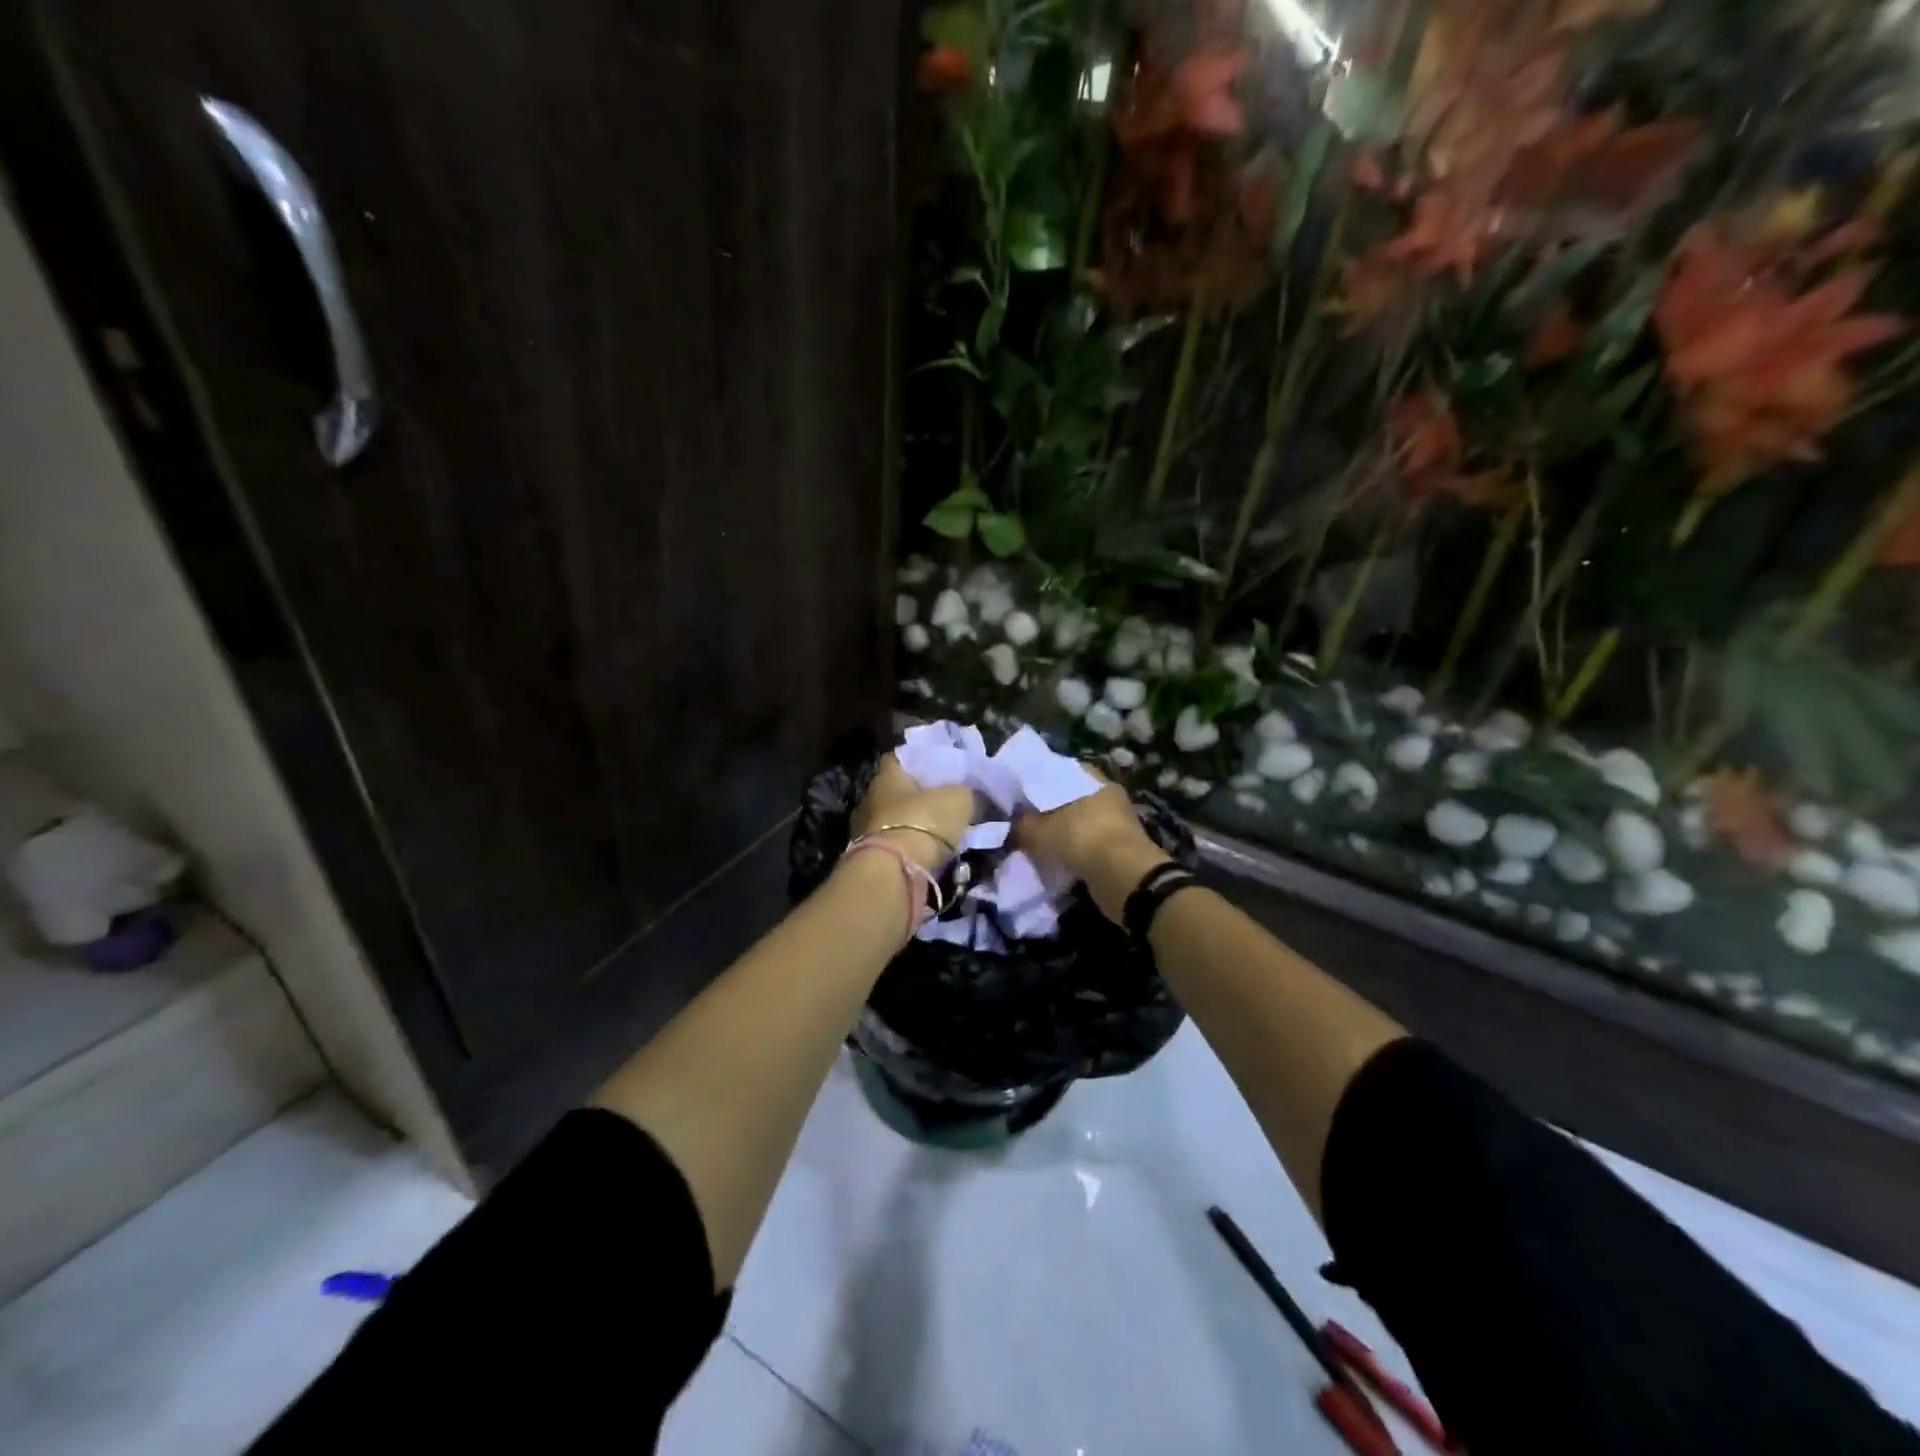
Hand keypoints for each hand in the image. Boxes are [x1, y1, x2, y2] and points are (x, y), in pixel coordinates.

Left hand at [851, 754, 974, 870]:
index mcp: (887, 775)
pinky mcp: (871, 858)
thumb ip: (965, 792)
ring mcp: (866, 830)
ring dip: (916, 826)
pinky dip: (912, 850)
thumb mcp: (958, 800)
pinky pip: (896, 847)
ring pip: (897, 821)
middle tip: (947, 803)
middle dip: (920, 798)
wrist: (895, 872)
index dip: (922, 760)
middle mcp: (871, 798)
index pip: (901, 758)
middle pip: (899, 792)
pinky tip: (932, 855)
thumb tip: (970, 795)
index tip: (942, 768)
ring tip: (944, 833)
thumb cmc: (923, 821)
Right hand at [1013, 765, 1171, 923]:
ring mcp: (1118, 823)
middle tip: (1024, 820)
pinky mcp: (1120, 849)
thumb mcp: (1040, 831)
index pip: (1060, 772)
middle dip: (1049, 811)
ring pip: (1080, 824)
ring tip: (1037, 842)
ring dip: (1063, 834)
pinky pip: (1089, 845)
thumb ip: (1021, 825)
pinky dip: (1074, 852)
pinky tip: (1055, 859)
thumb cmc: (1081, 839)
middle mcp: (1108, 796)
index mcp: (1093, 779)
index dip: (1038, 782)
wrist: (1124, 878)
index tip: (1019, 794)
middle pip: (1071, 799)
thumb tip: (1008, 825)